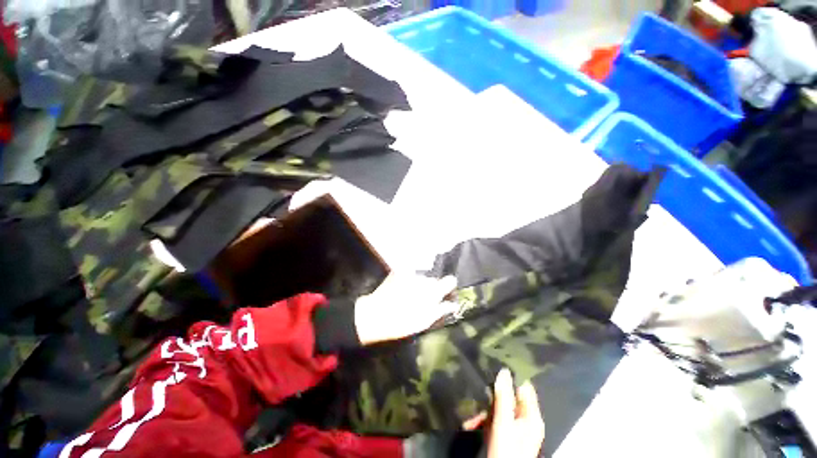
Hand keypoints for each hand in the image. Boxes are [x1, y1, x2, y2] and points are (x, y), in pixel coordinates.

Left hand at [354, 273, 457, 345]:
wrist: (376, 315)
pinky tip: (402, 290)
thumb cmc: (403, 322)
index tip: (446, 295)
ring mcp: (410, 273)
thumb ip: (442, 310)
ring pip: (421, 277)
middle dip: (432, 288)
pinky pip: (409, 274)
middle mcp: (424, 278)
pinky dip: (408, 280)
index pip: (450, 281)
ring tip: (409, 296)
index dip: (449, 287)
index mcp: (433, 290)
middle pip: (434, 280)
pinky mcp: (399, 272)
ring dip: (419, 285)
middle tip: (423, 300)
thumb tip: (453, 304)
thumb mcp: (425, 321)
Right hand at [464, 368, 544, 457]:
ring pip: (500, 410)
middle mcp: (526, 421)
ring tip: (470, 418)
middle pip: (510, 399)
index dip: (511, 377)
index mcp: (531, 417)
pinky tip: (471, 426)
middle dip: (492, 397)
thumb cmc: (506, 451)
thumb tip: (504, 371)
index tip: (495, 366)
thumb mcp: (503, 423)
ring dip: (484, 412)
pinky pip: (495, 422)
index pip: (524, 388)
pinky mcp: (507, 436)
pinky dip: (484, 422)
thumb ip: (504, 397)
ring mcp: (516, 430)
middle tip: (478, 394)